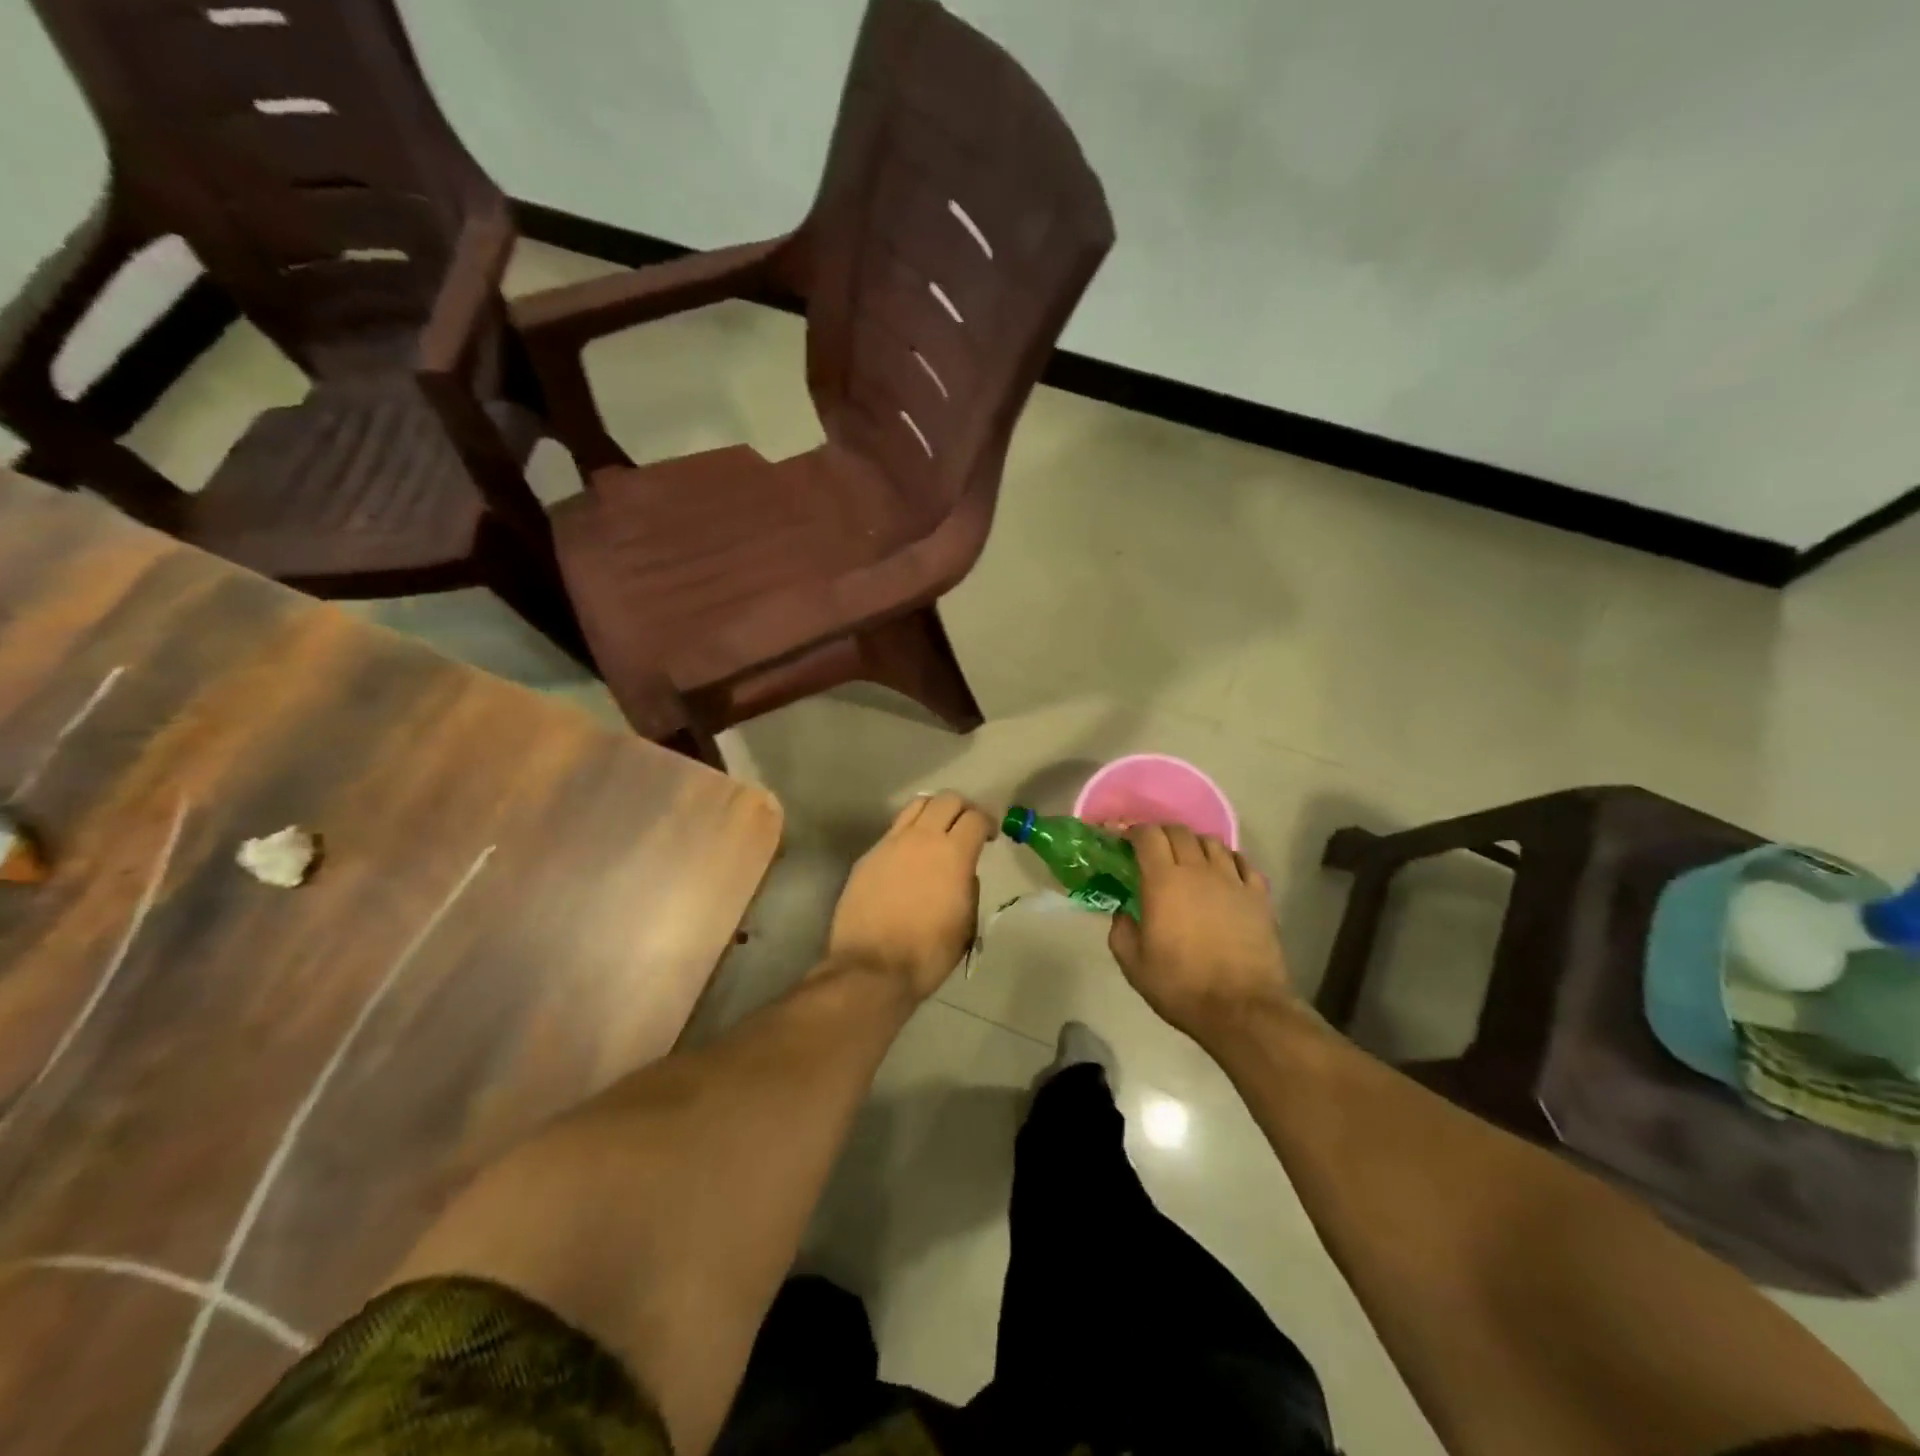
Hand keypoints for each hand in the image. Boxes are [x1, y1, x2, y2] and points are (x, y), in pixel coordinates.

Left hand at [827, 792, 993, 999]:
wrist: (872, 968)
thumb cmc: (928, 953)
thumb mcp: (966, 923)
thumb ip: (969, 887)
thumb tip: (963, 873)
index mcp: (953, 854)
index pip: (976, 817)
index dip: (988, 822)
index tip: (990, 835)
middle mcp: (922, 838)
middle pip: (946, 799)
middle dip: (962, 808)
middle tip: (966, 828)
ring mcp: (890, 843)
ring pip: (916, 806)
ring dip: (933, 811)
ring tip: (937, 831)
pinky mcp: (868, 856)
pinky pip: (893, 830)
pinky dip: (908, 833)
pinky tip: (908, 857)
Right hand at [1108, 825, 1294, 1039]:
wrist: (1243, 1009)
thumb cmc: (1182, 986)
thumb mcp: (1134, 965)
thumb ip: (1121, 931)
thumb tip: (1122, 913)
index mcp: (1163, 882)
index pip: (1148, 835)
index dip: (1134, 832)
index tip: (1125, 841)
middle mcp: (1198, 870)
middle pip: (1179, 831)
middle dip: (1162, 834)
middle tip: (1153, 851)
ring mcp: (1233, 880)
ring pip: (1212, 842)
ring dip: (1194, 844)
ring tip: (1189, 860)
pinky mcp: (1259, 895)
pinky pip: (1242, 862)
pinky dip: (1228, 860)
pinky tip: (1223, 873)